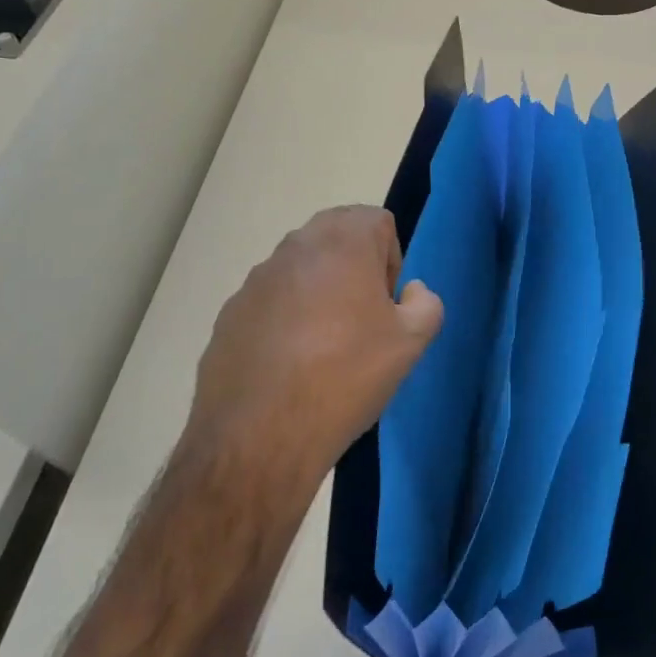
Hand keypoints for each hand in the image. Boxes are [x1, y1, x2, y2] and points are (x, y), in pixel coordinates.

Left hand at [189, 206, 443, 497]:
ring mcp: (256, 280)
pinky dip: (285, 319)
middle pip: (336, 236)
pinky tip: (290, 366)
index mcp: (343, 242)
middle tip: (362, 318)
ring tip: (325, 347)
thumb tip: (409, 292)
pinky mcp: (229, 314)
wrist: (260, 435)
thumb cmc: (347, 376)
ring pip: (301, 269)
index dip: (391, 258)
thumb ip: (425, 303)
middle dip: (355, 266)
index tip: (387, 303)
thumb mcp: (412, 342)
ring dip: (318, 291)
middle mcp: (295, 248)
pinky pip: (270, 302)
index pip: (377, 221)